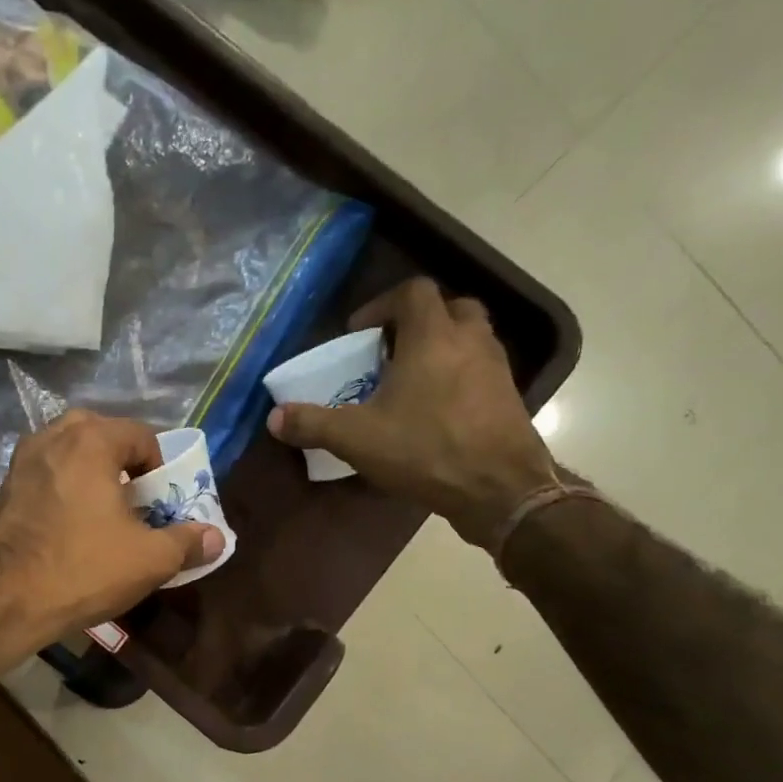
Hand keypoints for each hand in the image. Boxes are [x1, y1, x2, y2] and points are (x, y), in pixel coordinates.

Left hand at [0, 410, 222, 648]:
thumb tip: (216, 537)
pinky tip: (70, 525)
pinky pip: (46, 474)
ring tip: (104, 512)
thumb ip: (187, 542)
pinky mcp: (3, 489)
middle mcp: (52, 437)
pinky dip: (64, 487)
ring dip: (92, 473)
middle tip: (135, 500)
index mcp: (91, 440)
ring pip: (69, 453)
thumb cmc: (84, 569)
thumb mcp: (150, 559)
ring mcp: (22, 461)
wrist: (6, 600)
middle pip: (102, 436)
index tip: (162, 501)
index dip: (161, 467)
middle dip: (124, 463)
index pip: (141, 435)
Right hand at [267, 278, 558, 547]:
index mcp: (433, 336)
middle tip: (389, 352)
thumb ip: (313, 424)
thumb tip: (274, 418)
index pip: (413, 292)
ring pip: (468, 339)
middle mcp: (470, 341)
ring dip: (439, 349)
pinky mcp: (508, 397)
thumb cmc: (426, 450)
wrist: (499, 489)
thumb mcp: (357, 438)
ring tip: (409, 383)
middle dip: (417, 323)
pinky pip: (479, 371)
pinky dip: (457, 377)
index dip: (382, 305)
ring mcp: (496, 368)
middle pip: (449, 308)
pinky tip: (435, 412)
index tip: (359, 334)